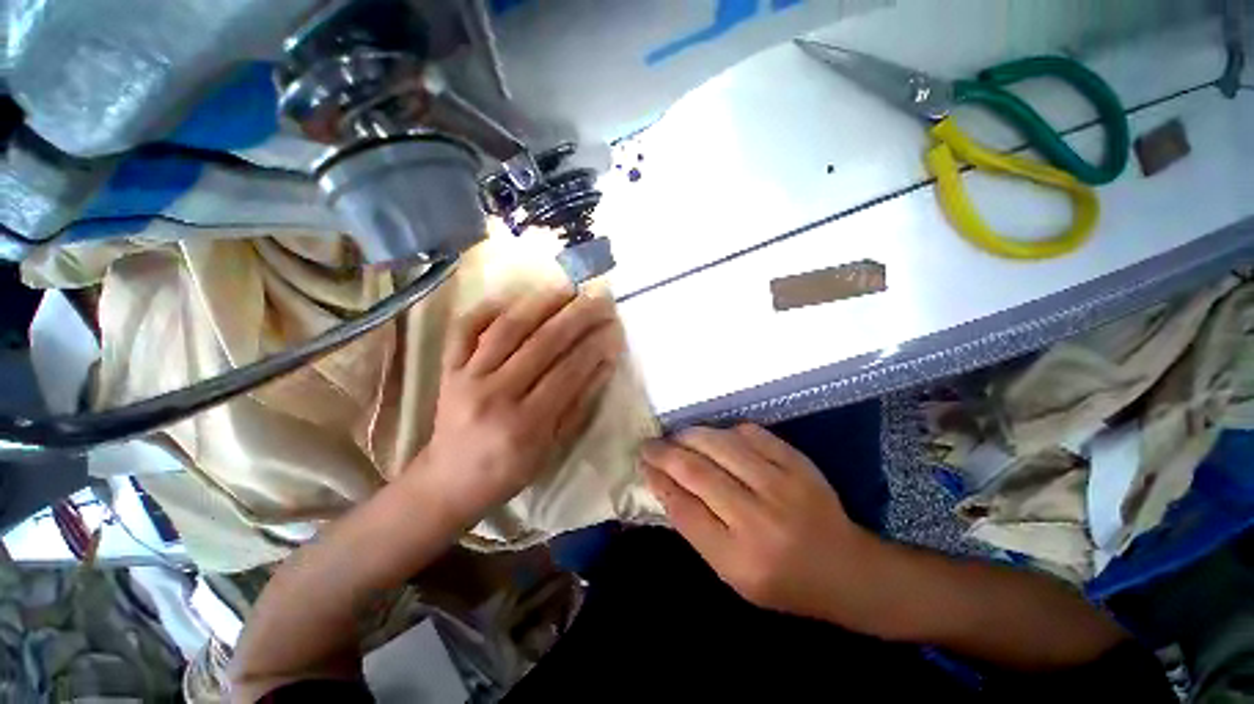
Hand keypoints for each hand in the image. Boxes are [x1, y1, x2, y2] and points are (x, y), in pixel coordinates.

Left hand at [414, 287, 623, 522]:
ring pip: (508, 328)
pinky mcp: (448, 367)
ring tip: (568, 288)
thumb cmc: (509, 470)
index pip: (568, 371)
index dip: (595, 346)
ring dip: (542, 303)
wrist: (449, 480)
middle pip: (543, 343)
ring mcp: (466, 376)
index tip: (615, 326)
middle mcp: (495, 394)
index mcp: (525, 423)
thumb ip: (579, 404)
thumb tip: (604, 363)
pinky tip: (515, 296)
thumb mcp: (553, 448)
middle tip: (600, 298)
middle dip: (577, 316)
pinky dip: (489, 307)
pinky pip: (466, 328)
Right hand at [640, 424, 886, 623]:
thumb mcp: (732, 574)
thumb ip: (697, 529)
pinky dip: (724, 431)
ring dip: (689, 436)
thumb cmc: (783, 582)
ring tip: (675, 436)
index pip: (683, 509)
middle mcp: (759, 519)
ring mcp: (782, 485)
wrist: (847, 570)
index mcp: (739, 558)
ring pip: (720, 445)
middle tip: (649, 445)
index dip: (658, 481)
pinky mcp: (798, 462)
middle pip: (697, 472)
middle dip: (665, 453)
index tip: (643, 465)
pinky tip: (713, 436)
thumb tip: (665, 485)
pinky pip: (750, 433)